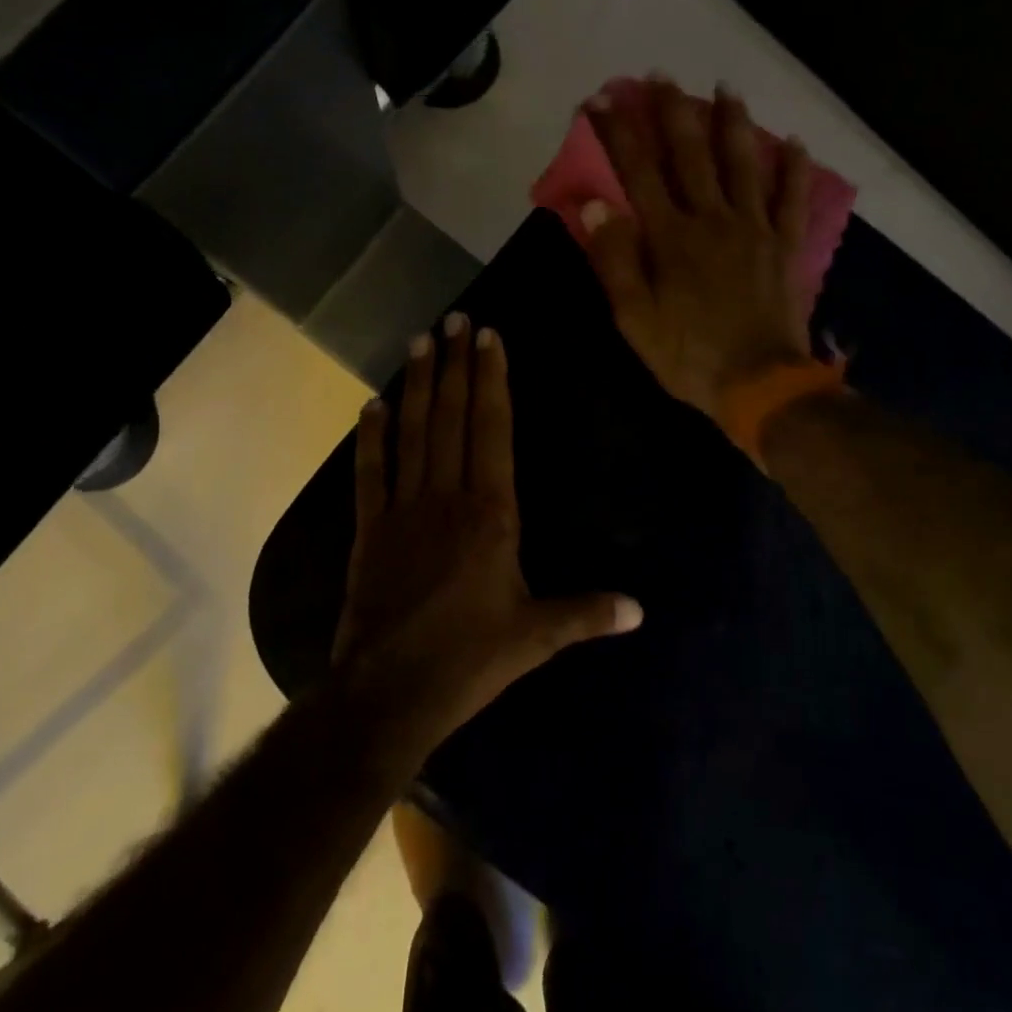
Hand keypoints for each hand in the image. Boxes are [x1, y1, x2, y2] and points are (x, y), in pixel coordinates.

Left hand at [335, 314, 642, 743]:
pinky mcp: (370, 530)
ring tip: (420, 341)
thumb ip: (587, 613)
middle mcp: (448, 497)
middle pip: (451, 418)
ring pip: (412, 433)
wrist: (390, 692)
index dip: (491, 381)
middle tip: (454, 319)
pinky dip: (371, 437)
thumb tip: (641, 610)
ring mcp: (404, 510)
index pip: (493, 430)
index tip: (489, 339)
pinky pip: (371, 473)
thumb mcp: (536, 637)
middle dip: (454, 365)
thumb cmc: (470, 659)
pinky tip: (371, 404)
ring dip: (416, 385)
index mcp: (492, 513)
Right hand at [581, 77, 813, 425]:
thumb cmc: (688, 356)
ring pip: (742, 164)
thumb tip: (596, 206)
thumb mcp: (635, 319)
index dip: (617, 134)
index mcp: (671, 238)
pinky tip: (794, 141)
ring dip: (732, 123)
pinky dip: (794, 168)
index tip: (600, 99)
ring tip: (726, 88)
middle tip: (662, 75)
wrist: (759, 385)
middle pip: (690, 155)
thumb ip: (616, 261)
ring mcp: (754, 229)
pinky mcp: (785, 246)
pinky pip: (792, 198)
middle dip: (672, 112)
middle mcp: (712, 220)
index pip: (637, 173)